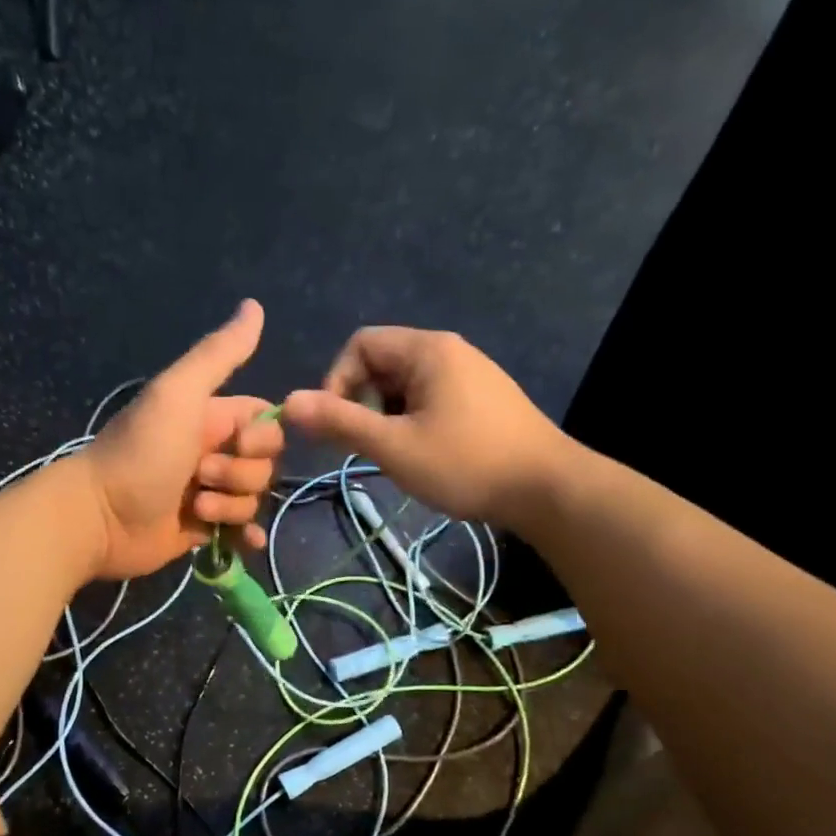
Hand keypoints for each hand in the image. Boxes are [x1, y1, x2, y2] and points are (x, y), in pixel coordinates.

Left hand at [78, 300, 284, 579]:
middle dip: (242, 473)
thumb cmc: (140, 452)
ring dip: (232, 505)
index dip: (264, 436)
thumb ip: (219, 354)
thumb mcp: (178, 393)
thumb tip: (255, 305)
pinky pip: (241, 530)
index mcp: (210, 417)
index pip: (265, 422)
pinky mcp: (202, 529)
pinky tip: (244, 543)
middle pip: (264, 463)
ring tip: (195, 507)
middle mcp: (212, 452)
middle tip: (202, 473)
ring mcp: (208, 492)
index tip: (240, 442)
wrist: (99, 516)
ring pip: (253, 497)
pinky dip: (246, 537)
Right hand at [281, 326, 571, 526]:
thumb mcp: (394, 446)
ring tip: (396, 455)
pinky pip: (431, 398)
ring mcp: (470, 374)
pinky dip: (413, 421)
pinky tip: (425, 455)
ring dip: (386, 416)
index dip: (337, 381)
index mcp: (427, 350)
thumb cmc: (467, 463)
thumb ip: (340, 422)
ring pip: (405, 386)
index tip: (338, 425)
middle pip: (382, 363)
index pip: (360, 345)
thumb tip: (286, 402)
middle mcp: (449, 351)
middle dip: (362, 402)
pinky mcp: (484, 399)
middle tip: (366, 446)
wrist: (549, 490)